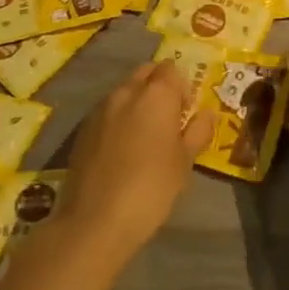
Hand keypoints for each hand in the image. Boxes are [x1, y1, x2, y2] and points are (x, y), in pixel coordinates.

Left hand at [55, 60, 213, 262]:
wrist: (95, 220)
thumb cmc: (151, 187)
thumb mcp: (185, 161)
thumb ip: (198, 131)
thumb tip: (206, 114)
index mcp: (156, 94)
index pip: (171, 69)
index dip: (182, 87)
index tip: (186, 114)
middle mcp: (125, 92)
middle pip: (145, 73)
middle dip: (158, 86)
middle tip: (168, 119)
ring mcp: (100, 109)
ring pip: (124, 91)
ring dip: (137, 102)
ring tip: (145, 136)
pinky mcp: (82, 129)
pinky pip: (107, 111)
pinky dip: (118, 119)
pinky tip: (122, 149)